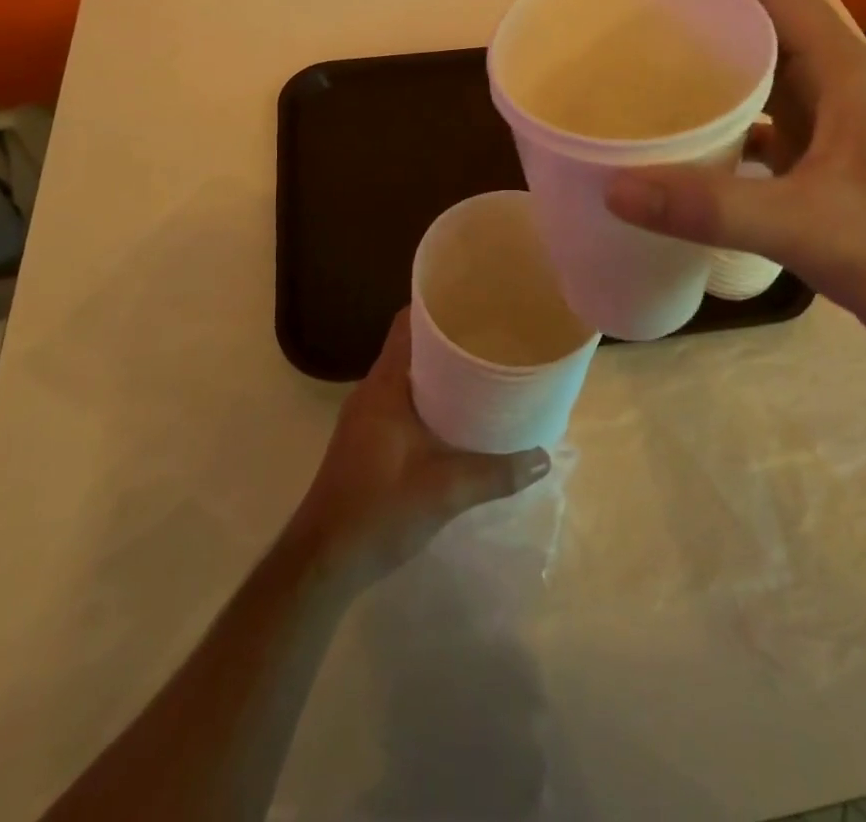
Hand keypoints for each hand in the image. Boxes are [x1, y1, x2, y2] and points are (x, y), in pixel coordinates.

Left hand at [288, 310, 550, 584]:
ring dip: (440, 373)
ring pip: (408, 377)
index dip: (438, 308)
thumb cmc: (378, 510)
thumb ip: (495, 473)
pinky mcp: (367, 440)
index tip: (475, 304)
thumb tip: (543, 458)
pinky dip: (430, 399)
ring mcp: (366, 417)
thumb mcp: (444, 490)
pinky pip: (403, 401)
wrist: (323, 562)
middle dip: (449, 341)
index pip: (408, 324)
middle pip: (411, 347)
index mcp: (385, 385)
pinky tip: (457, 417)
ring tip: (483, 372)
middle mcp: (372, 391)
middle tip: (492, 338)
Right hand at [604, 0, 865, 365]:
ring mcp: (823, 116)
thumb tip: (614, 187)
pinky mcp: (812, 152)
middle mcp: (830, 78)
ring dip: (703, 47)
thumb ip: (709, 208)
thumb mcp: (804, 225)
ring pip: (754, 60)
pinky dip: (713, 106)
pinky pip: (752, 109)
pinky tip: (677, 128)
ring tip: (641, 52)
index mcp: (838, 65)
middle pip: (756, 9)